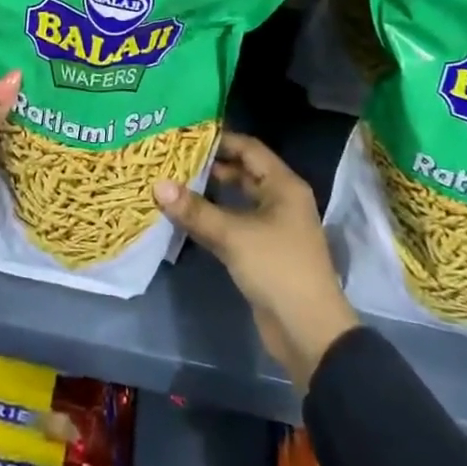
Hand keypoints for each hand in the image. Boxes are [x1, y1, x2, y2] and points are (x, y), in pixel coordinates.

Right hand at [154, 133, 358, 390]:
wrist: (308, 332)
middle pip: (242, 172)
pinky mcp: (261, 251)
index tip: (185, 133)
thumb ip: (195, 210)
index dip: (220, 139)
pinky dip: (211, 218)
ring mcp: (271, 226)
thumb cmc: (277, 269)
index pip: (249, 148)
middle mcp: (280, 200)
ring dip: (208, 193)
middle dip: (209, 165)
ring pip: (236, 199)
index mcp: (283, 186)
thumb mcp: (234, 235)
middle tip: (172, 157)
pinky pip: (233, 224)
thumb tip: (157, 185)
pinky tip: (184, 216)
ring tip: (172, 181)